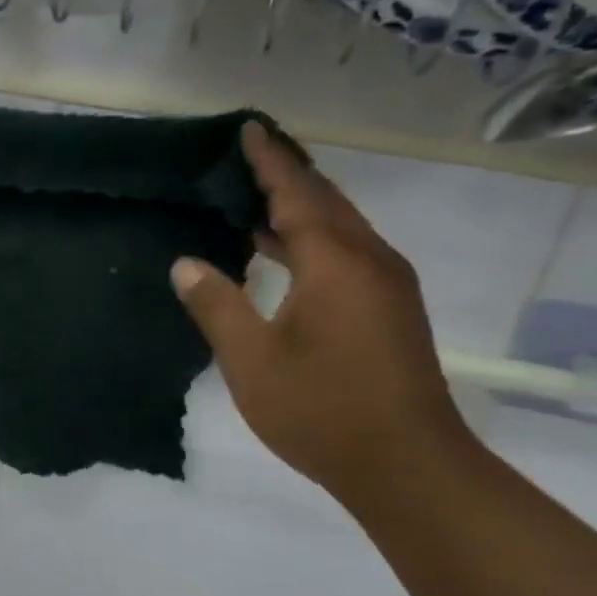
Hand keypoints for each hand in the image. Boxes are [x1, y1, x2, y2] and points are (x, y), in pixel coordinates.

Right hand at [172, 122, 473, 503]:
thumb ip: (217, 305)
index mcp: (335, 262)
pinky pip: (348, 252)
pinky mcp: (392, 310)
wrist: (409, 467)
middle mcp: (370, 261)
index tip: (249, 128)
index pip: (297, 193)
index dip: (270, 160)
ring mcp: (388, 286)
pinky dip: (314, 237)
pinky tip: (284, 252)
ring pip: (341, 226)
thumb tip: (187, 263)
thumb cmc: (322, 410)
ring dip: (302, 206)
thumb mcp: (251, 360)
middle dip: (289, 174)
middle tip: (250, 154)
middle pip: (326, 200)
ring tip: (257, 196)